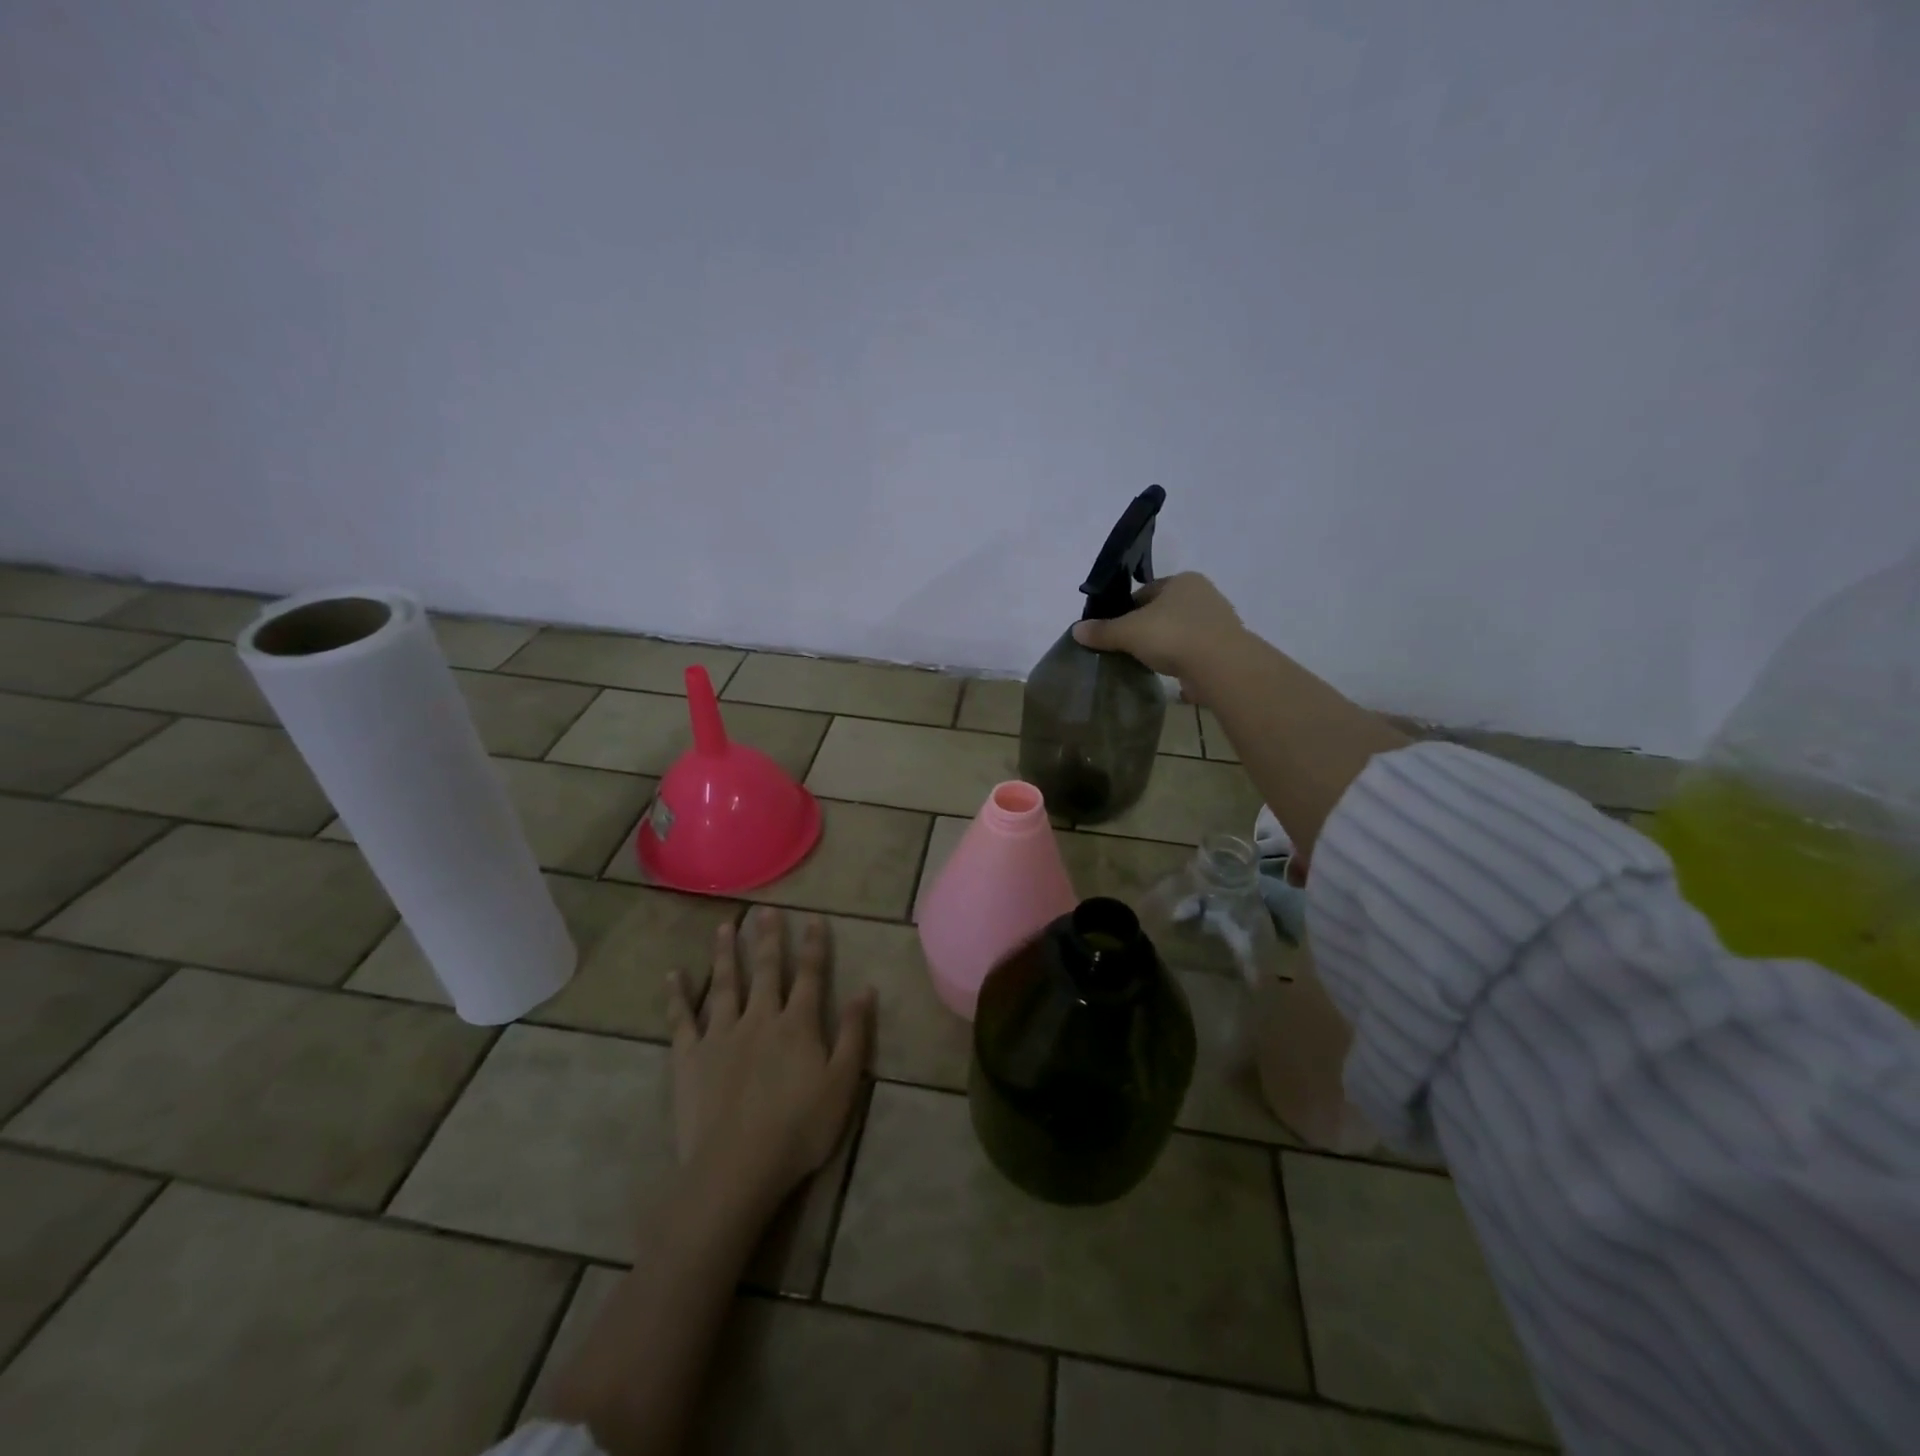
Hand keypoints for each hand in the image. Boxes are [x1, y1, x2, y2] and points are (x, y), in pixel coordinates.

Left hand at [666, 907, 873, 1220]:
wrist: (736, 1166)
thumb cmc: (799, 1128)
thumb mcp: (842, 1083)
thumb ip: (854, 1033)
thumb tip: (866, 988)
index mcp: (797, 1024)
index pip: (809, 975)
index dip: (814, 946)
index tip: (814, 918)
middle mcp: (759, 1018)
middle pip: (765, 970)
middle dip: (767, 938)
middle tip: (765, 910)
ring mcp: (721, 1035)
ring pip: (724, 984)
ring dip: (725, 954)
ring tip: (725, 926)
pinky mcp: (690, 1057)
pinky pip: (681, 1020)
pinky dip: (677, 996)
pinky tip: (673, 975)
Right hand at [1071, 572, 1246, 691]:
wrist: (1221, 666)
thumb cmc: (1172, 636)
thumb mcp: (1128, 632)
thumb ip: (1103, 631)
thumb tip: (1076, 630)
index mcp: (1182, 580)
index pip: (1144, 592)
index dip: (1124, 610)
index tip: (1113, 631)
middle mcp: (1203, 594)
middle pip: (1163, 611)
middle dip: (1146, 627)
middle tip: (1127, 648)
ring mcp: (1218, 621)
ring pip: (1180, 630)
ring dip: (1165, 644)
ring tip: (1146, 662)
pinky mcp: (1225, 647)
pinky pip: (1194, 650)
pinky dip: (1181, 659)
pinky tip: (1169, 672)